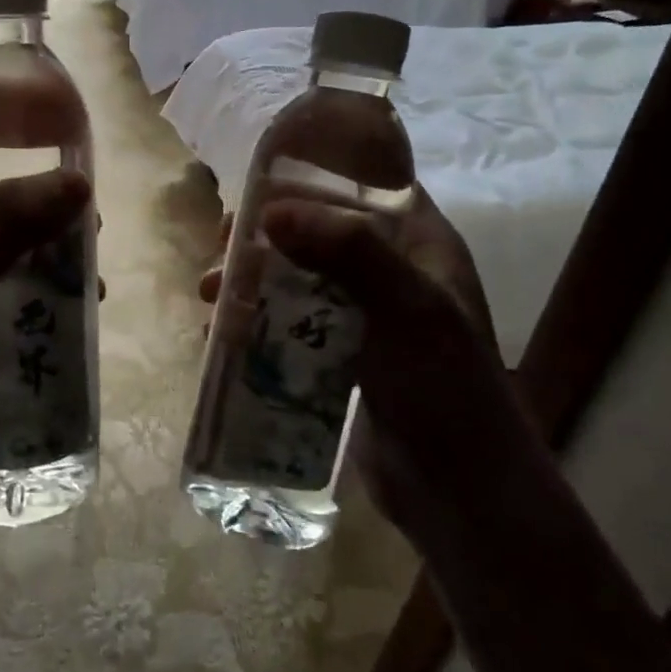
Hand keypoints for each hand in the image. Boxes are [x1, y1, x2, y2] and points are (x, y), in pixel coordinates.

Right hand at [199, 188, 535, 540]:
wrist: (459, 492)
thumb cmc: (443, 389)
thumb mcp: (406, 310)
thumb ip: (349, 252)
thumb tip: (271, 212)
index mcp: (421, 246)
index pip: (366, 186)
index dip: (312, 178)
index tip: (256, 189)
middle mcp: (393, 273)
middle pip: (320, 232)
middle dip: (266, 237)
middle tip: (221, 247)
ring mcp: (366, 317)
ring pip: (300, 279)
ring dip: (254, 281)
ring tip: (211, 295)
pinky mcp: (343, 357)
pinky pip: (294, 324)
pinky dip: (260, 320)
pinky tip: (225, 332)